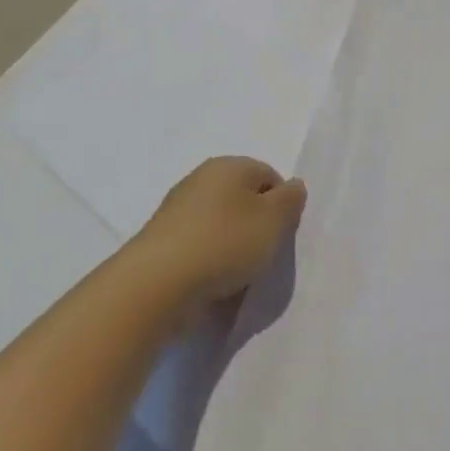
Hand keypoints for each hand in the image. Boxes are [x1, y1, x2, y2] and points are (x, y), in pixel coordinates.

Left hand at [131, 156, 306, 319]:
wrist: (157, 284)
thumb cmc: (225, 243)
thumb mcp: (274, 220)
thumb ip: (291, 200)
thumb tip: (292, 187)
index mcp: (229, 165)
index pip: (270, 176)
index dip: (282, 205)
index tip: (280, 234)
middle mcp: (201, 179)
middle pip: (244, 200)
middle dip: (257, 225)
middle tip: (263, 252)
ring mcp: (178, 210)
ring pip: (222, 224)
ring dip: (234, 246)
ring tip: (237, 273)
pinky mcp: (163, 240)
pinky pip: (200, 246)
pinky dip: (211, 260)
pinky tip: (213, 281)